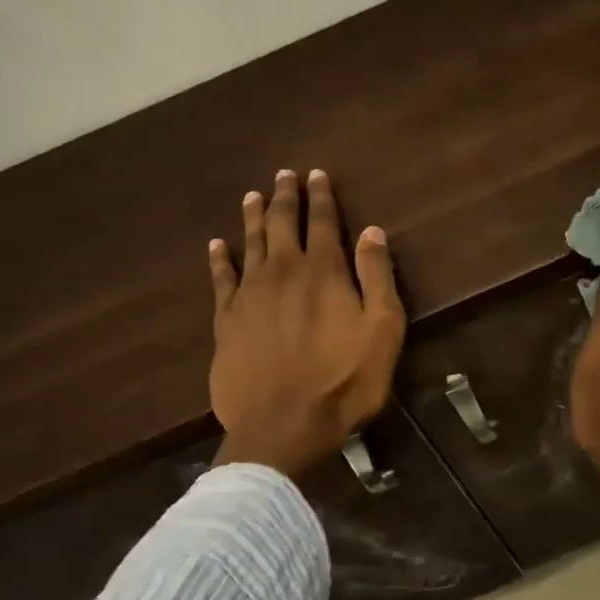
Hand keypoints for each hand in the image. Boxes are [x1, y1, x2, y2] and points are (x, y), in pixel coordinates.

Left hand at [208, 168, 405, 479]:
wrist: (283, 425)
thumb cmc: (344, 380)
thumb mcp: (382, 330)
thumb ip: (377, 278)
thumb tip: (372, 231)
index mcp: (324, 272)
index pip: (324, 222)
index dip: (321, 197)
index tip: (317, 174)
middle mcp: (284, 272)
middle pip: (283, 224)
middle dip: (286, 196)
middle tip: (283, 174)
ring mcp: (250, 295)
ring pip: (251, 244)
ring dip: (254, 217)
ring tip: (252, 195)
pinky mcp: (226, 321)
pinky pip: (220, 279)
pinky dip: (219, 259)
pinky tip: (216, 245)